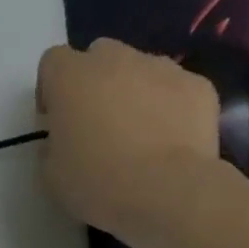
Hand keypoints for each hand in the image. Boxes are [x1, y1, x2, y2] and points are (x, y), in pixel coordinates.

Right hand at [36, 38, 221, 235]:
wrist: (165, 191)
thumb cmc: (96, 182)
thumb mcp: (50, 174)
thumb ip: (51, 146)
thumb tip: (63, 141)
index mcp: (71, 77)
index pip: (53, 61)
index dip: (51, 89)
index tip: (56, 119)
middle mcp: (115, 60)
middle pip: (99, 56)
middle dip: (94, 82)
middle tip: (96, 123)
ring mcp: (162, 67)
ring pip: (140, 69)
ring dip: (133, 92)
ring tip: (138, 134)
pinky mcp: (198, 85)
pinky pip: (175, 89)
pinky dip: (169, 107)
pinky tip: (168, 140)